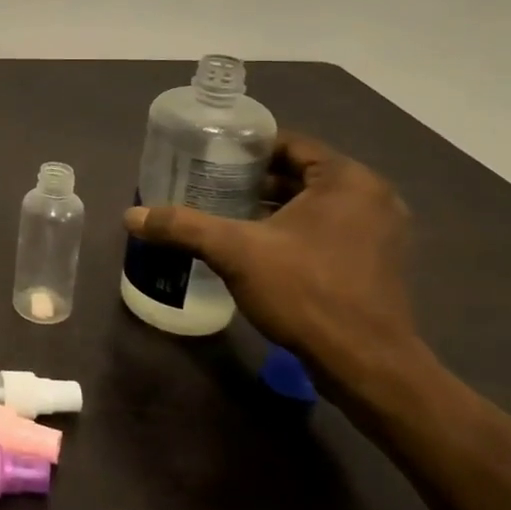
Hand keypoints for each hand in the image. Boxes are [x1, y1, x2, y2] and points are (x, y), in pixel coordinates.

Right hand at [124, 133, 424, 389]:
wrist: (365, 365)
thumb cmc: (305, 291)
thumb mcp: (235, 252)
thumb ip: (183, 227)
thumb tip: (131, 216)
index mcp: (348, 180)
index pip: (290, 144)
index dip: (246, 148)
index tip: (210, 157)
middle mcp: (372, 197)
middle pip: (301, 173)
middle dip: (254, 180)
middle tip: (210, 184)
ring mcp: (380, 233)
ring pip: (314, 205)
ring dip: (272, 206)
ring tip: (225, 213)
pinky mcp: (376, 263)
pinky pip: (327, 230)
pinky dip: (293, 230)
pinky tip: (256, 247)